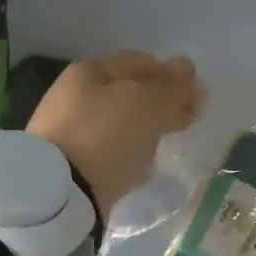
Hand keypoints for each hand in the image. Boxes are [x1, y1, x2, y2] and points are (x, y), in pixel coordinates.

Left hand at [27, 52, 202, 220]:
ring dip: (146, 127)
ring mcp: (69, 129)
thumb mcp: (148, 104)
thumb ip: (171, 87)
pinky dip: (128, 151)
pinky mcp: (70, 162)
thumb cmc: (106, 136)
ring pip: (120, 121)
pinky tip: (141, 163)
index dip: (173, 76)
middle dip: (161, 103)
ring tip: (167, 142)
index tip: (197, 98)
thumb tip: (186, 66)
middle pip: (130, 92)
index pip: (142, 62)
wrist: (59, 193)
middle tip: (188, 120)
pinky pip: (109, 148)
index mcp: (91, 71)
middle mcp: (75, 94)